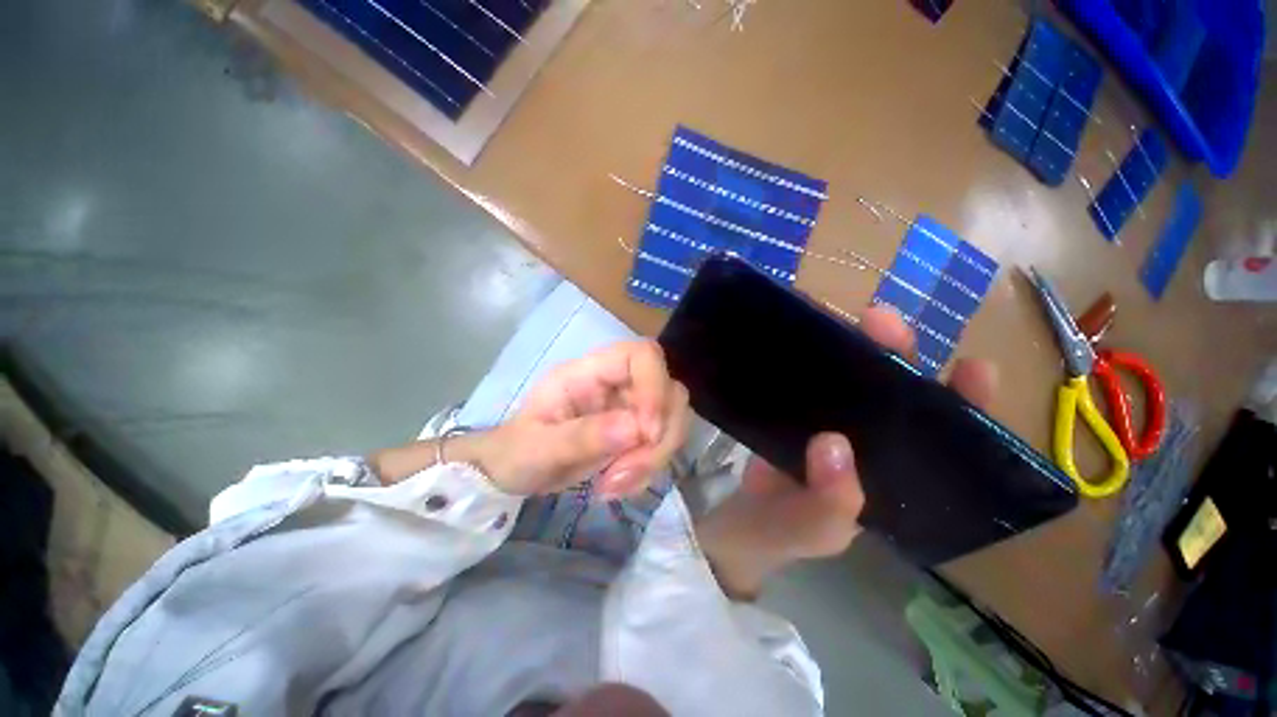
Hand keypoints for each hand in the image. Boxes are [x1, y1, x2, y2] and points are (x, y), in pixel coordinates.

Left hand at [471, 340, 690, 497]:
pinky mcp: (636, 433)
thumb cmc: (517, 452)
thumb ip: (582, 436)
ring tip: (613, 485)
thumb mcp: (537, 448)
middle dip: (658, 437)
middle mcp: (617, 384)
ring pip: (672, 421)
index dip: (655, 387)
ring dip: (654, 458)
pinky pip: (662, 446)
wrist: (517, 473)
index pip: (642, 355)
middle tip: (623, 473)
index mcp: (589, 372)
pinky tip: (617, 487)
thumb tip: (636, 430)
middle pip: (670, 391)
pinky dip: (648, 471)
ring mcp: (630, 408)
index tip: (647, 433)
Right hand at [695, 306, 997, 599]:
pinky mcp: (791, 414)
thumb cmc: (774, 537)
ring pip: (848, 379)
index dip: (964, 406)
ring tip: (838, 317)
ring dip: (849, 347)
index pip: (941, 442)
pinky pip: (805, 380)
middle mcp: (864, 447)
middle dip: (895, 354)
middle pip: (892, 394)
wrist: (729, 524)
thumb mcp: (809, 531)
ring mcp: (825, 425)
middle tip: (880, 322)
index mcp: (888, 481)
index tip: (972, 367)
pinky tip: (796, 337)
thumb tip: (833, 445)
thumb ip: (828, 506)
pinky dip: (806, 357)